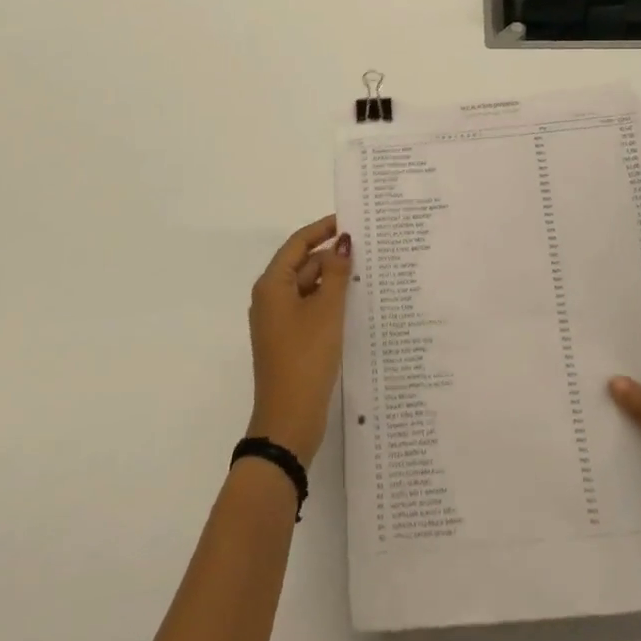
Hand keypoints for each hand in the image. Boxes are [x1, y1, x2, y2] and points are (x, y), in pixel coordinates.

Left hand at [245, 215, 352, 467]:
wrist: (289, 420)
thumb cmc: (306, 358)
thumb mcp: (327, 311)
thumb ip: (337, 273)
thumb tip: (343, 242)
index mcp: (272, 285)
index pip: (298, 243)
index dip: (323, 228)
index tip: (351, 220)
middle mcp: (271, 298)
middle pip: (303, 264)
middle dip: (332, 255)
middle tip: (369, 248)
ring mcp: (279, 320)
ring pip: (308, 287)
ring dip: (334, 280)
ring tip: (368, 273)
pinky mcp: (289, 339)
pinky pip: (310, 308)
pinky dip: (329, 301)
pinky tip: (355, 303)